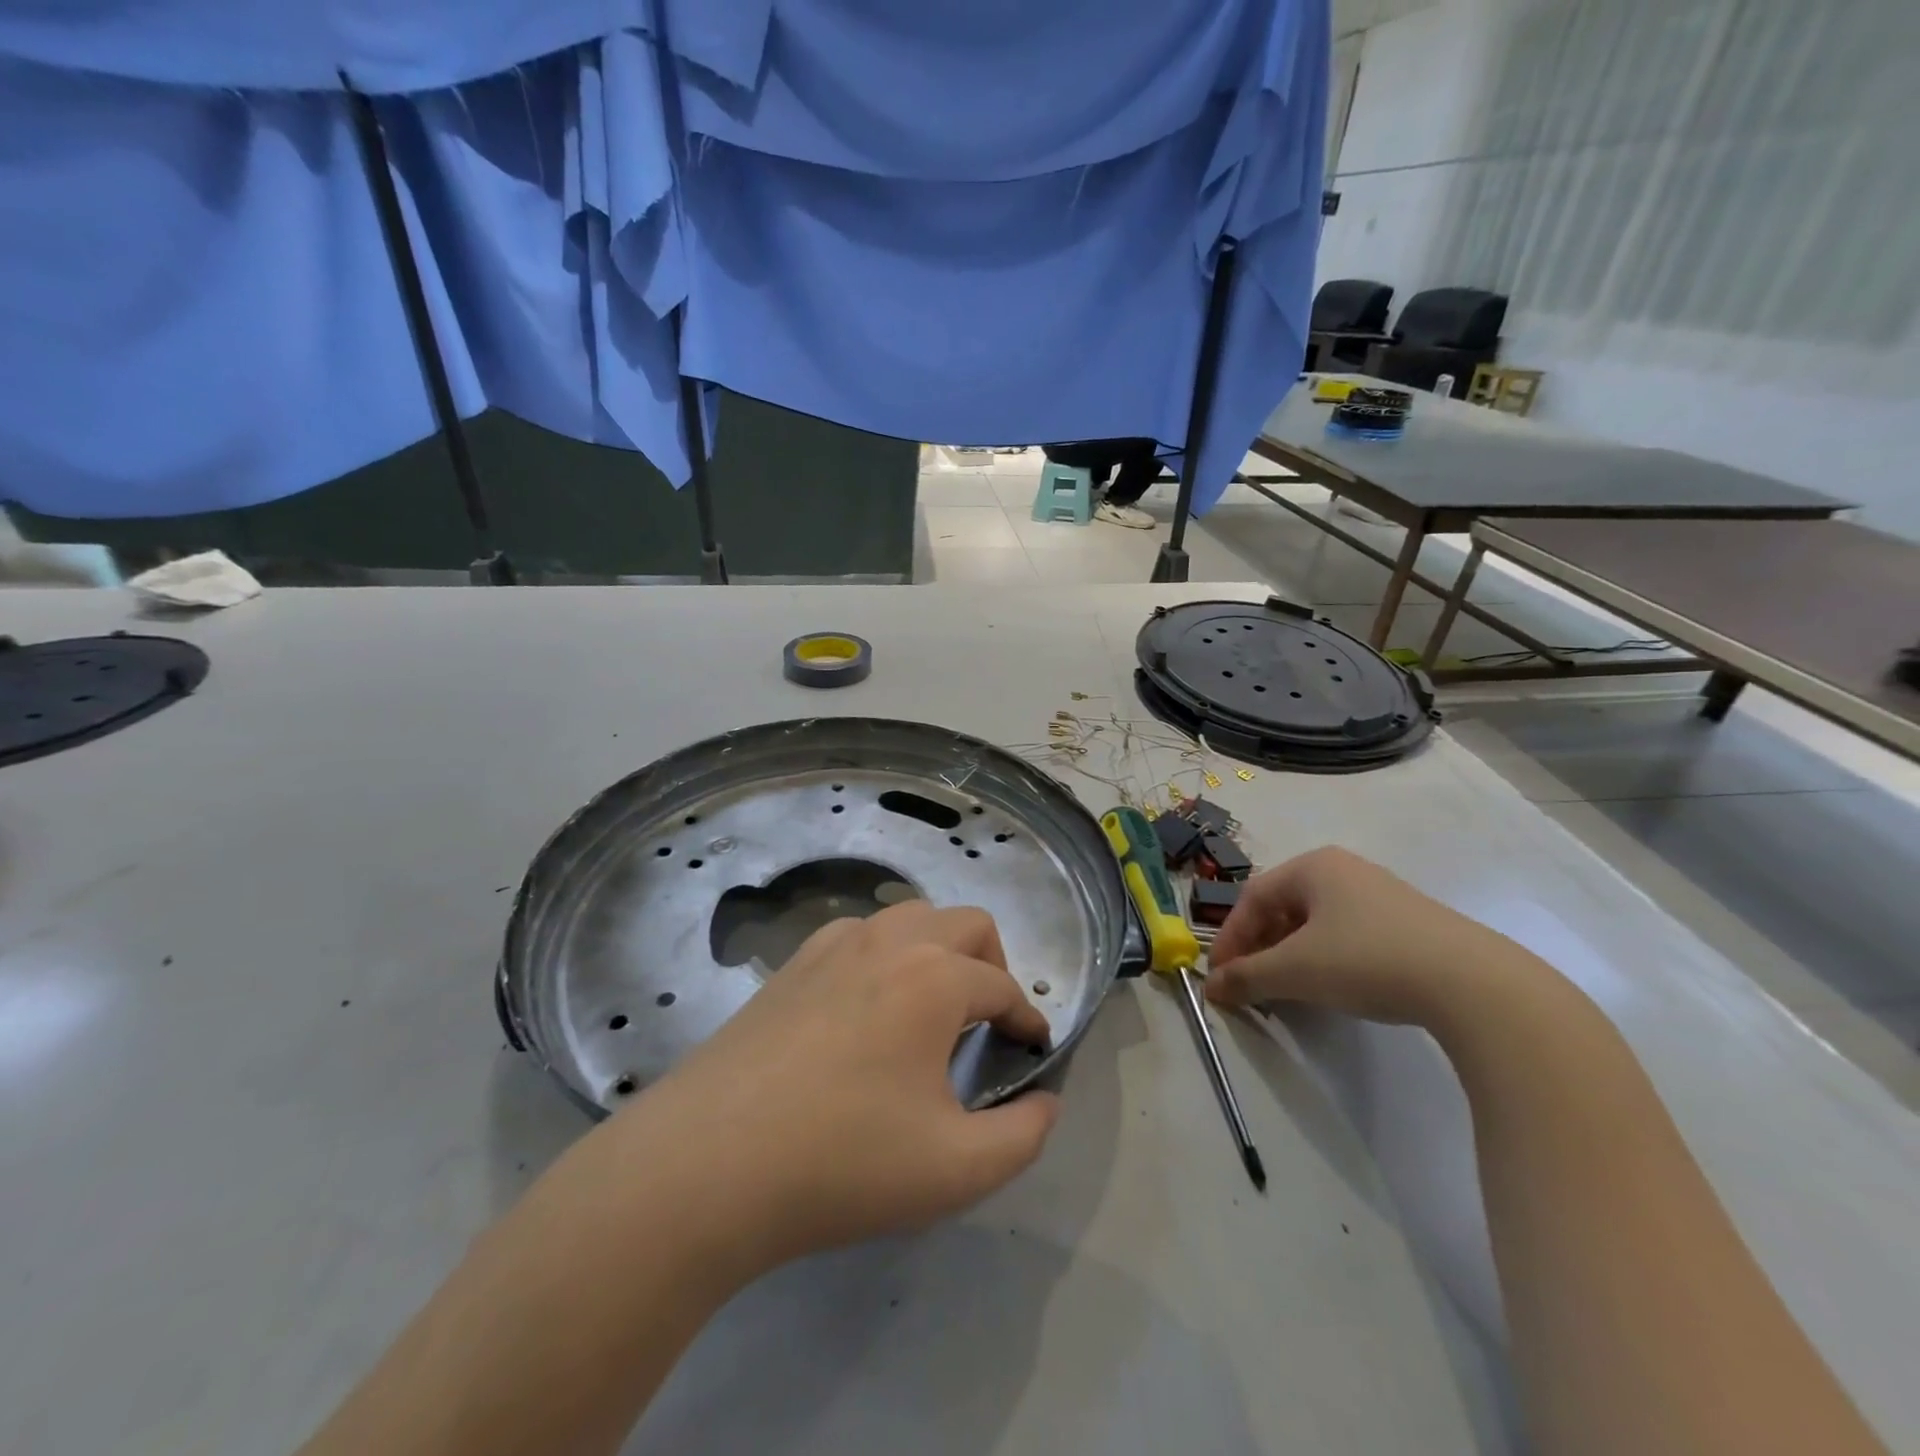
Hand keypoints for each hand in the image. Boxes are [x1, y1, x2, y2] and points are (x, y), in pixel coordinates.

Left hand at [628, 902, 1059, 1271]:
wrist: (705, 1165)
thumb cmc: (842, 1163)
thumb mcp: (956, 1170)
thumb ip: (1023, 1136)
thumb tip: (1044, 1102)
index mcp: (934, 979)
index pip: (1004, 988)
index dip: (1028, 1022)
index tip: (1033, 1056)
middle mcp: (889, 943)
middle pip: (966, 925)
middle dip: (992, 966)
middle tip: (987, 1024)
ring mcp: (833, 946)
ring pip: (910, 918)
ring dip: (938, 952)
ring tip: (930, 1012)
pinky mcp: (792, 964)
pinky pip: (859, 936)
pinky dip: (885, 956)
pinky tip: (866, 1010)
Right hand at [1205, 846, 1523, 1025]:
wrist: (1474, 984)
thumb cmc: (1367, 959)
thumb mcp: (1295, 971)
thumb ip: (1246, 976)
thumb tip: (1211, 987)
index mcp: (1313, 866)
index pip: (1252, 897)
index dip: (1229, 937)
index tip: (1219, 976)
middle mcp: (1344, 870)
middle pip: (1283, 907)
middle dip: (1259, 947)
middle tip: (1249, 983)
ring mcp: (1381, 894)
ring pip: (1315, 923)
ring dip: (1290, 955)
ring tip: (1286, 990)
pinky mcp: (1410, 924)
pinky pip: (1347, 934)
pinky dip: (1325, 959)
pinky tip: (1331, 987)